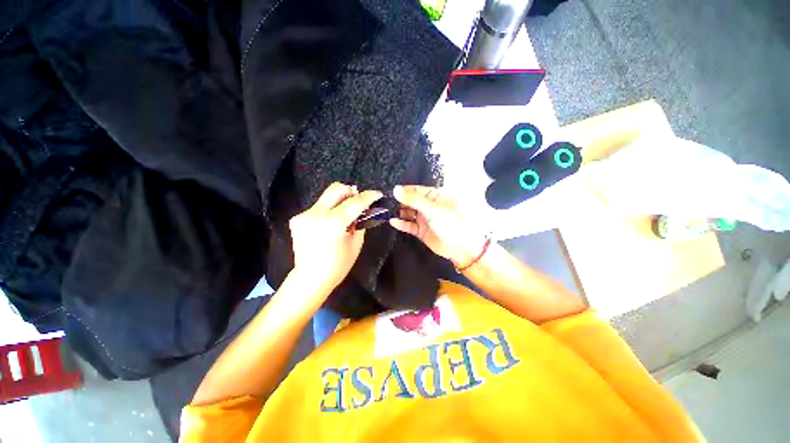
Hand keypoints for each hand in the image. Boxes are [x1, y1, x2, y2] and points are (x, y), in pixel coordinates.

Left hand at [289, 183, 382, 295]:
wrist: (310, 278)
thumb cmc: (338, 265)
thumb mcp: (356, 243)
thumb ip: (359, 222)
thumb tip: (361, 209)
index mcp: (333, 223)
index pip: (355, 202)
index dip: (368, 196)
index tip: (377, 193)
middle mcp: (316, 214)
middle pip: (336, 189)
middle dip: (350, 191)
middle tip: (359, 198)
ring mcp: (304, 215)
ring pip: (326, 197)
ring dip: (340, 201)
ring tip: (346, 212)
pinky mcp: (297, 218)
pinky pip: (318, 207)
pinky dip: (329, 210)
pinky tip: (332, 222)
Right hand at [390, 185, 487, 267]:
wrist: (462, 247)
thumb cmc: (452, 223)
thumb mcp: (432, 208)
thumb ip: (413, 200)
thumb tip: (396, 189)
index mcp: (435, 196)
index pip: (416, 190)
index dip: (404, 190)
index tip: (390, 191)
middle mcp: (429, 206)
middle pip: (411, 201)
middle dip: (399, 201)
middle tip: (385, 202)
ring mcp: (425, 218)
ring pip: (409, 213)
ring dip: (399, 212)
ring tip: (386, 211)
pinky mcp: (422, 231)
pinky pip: (409, 225)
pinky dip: (402, 224)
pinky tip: (393, 222)